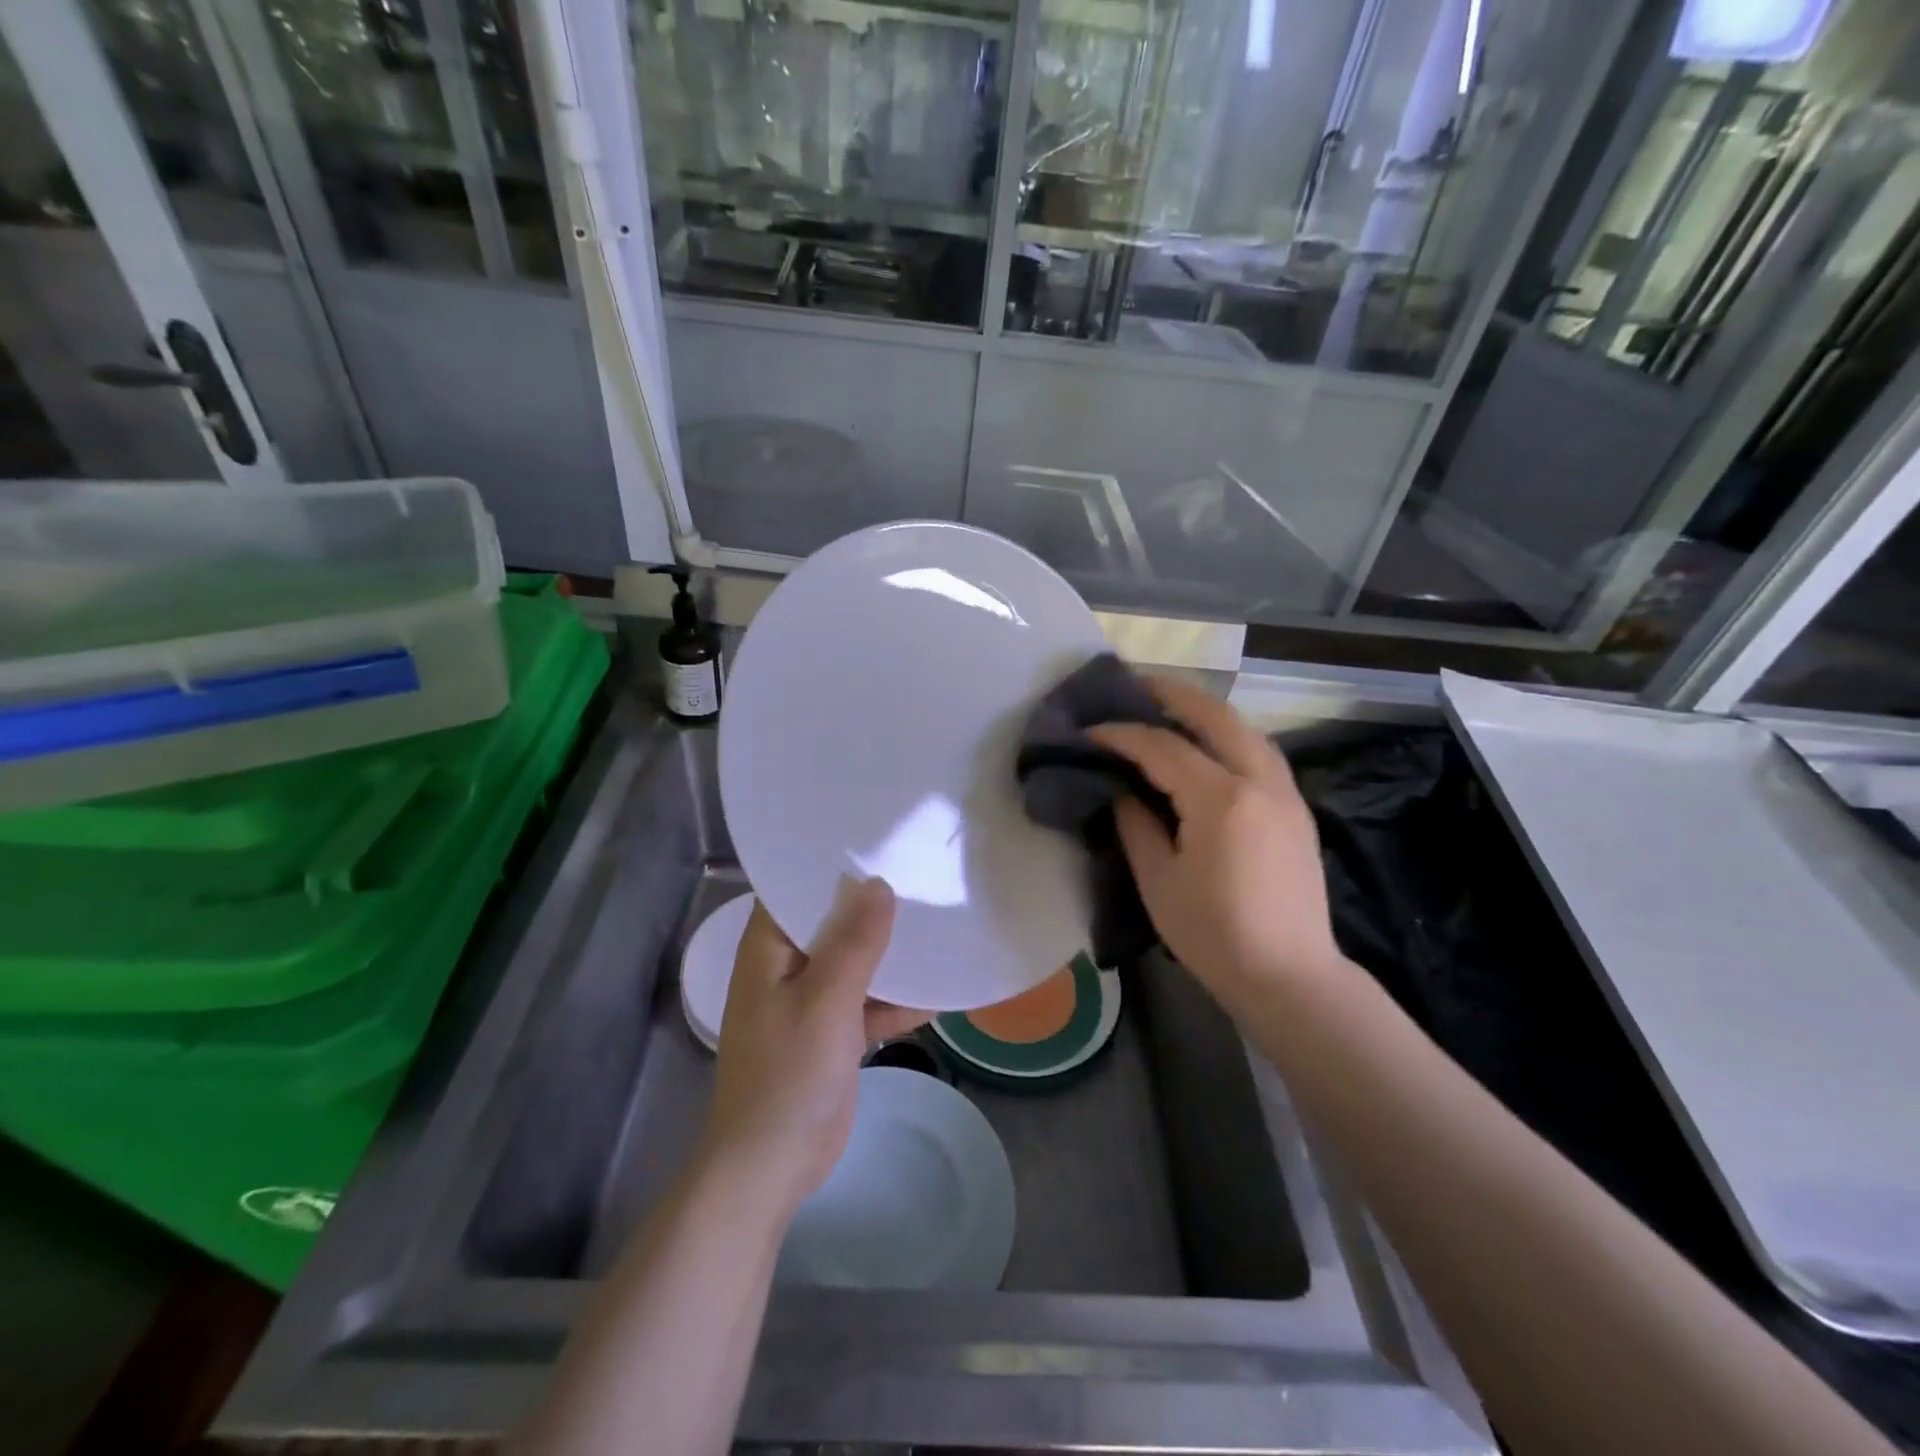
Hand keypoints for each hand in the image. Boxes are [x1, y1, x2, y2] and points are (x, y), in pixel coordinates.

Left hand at [698, 879, 924, 1215]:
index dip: (830, 865)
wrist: (771, 1167)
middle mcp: (787, 967)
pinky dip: (896, 999)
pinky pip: (867, 1003)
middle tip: (919, 873)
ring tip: (938, 922)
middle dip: (872, 906)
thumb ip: (855, 942)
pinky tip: (939, 990)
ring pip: (855, 963)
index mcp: (769, 950)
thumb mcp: (826, 1000)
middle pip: (832, 923)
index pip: (794, 889)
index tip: (874, 840)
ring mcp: (811, 1002)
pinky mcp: (832, 1034)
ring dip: (890, 953)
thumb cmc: (788, 1074)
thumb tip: (879, 884)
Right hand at [1089, 676, 1340, 1017]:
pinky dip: (1228, 734)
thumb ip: (1136, 824)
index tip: (1088, 731)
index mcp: (1221, 799)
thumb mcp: (1158, 881)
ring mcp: (1285, 791)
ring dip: (1204, 710)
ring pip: (1244, 728)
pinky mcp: (1296, 807)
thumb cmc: (1214, 934)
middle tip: (1133, 685)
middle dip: (1171, 694)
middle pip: (1214, 715)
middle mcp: (1259, 781)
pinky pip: (1259, 751)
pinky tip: (1207, 744)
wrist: (1290, 976)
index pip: (1162, 747)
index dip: (1121, 734)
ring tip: (1167, 706)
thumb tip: (1122, 790)